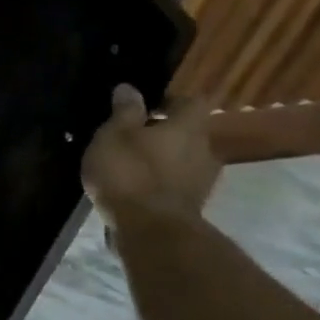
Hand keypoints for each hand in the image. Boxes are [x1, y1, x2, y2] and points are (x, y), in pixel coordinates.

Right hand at [82, 84, 219, 223]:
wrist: (151, 231)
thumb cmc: (130, 173)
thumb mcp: (114, 135)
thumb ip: (124, 111)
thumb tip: (130, 88)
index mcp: (189, 127)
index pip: (192, 101)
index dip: (169, 100)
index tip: (143, 107)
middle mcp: (205, 150)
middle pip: (188, 132)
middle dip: (163, 133)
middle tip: (129, 137)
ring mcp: (203, 181)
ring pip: (182, 159)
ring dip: (161, 159)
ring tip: (127, 164)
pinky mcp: (192, 206)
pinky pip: (176, 184)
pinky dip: (159, 182)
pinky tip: (133, 188)